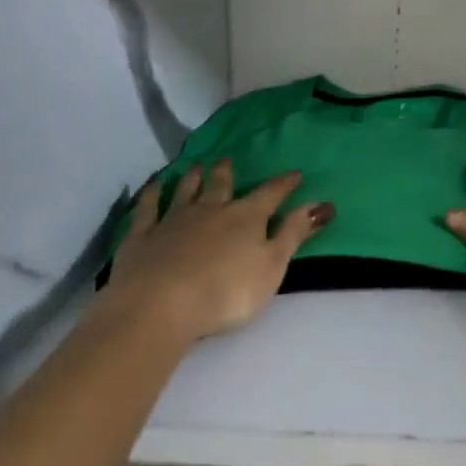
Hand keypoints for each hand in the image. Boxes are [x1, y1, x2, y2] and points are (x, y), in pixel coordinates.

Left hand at [98, 161, 333, 343]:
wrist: (161, 304)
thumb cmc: (226, 292)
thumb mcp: (271, 266)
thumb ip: (294, 234)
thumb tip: (322, 205)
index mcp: (246, 218)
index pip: (270, 194)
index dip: (284, 184)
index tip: (295, 173)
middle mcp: (211, 210)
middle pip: (221, 185)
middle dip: (226, 173)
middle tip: (226, 160)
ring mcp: (174, 220)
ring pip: (186, 191)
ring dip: (192, 178)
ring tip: (196, 166)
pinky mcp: (142, 236)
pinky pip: (148, 208)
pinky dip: (152, 195)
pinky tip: (154, 186)